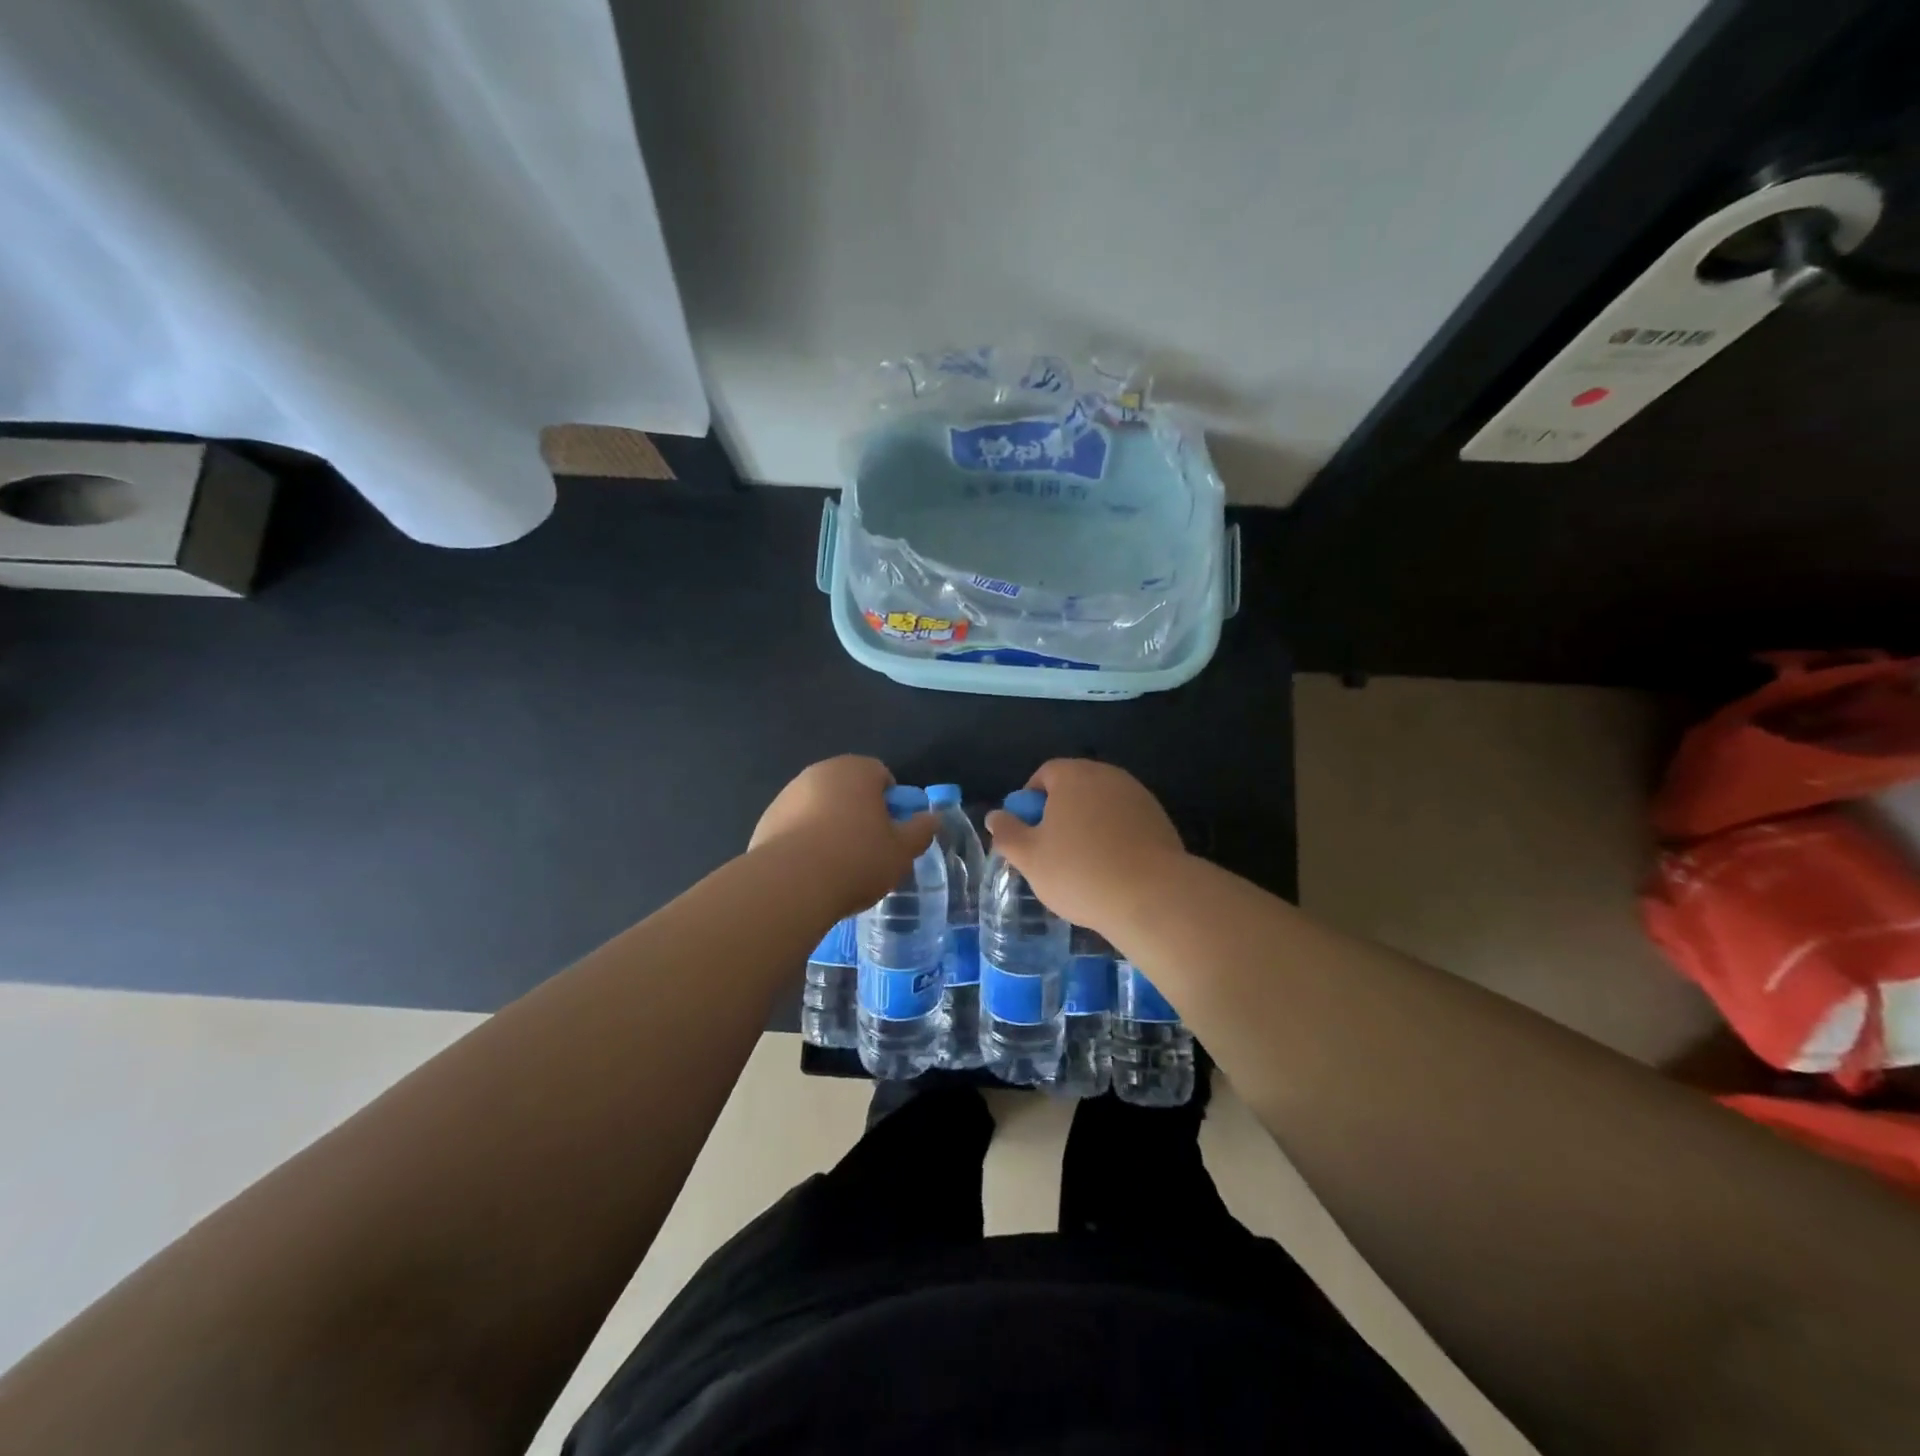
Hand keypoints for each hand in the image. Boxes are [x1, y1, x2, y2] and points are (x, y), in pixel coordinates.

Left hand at [750, 756, 935, 917]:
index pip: (881, 775)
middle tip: (870, 850)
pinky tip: (811, 872)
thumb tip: (932, 819)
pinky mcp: (766, 821)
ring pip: (820, 807)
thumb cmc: (856, 859)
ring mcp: (787, 795)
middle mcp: (819, 773)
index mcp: (855, 770)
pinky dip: (805, 842)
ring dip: (831, 827)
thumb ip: (921, 831)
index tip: (892, 833)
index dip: (892, 803)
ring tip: (838, 866)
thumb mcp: (902, 851)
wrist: (789, 885)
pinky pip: (796, 827)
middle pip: (849, 790)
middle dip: (860, 813)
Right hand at [983, 759, 1185, 934]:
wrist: (1152, 896)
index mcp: (1074, 775)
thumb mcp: (1030, 857)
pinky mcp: (1160, 820)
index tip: (1028, 832)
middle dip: (1060, 813)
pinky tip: (1112, 869)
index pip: (1045, 774)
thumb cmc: (1080, 871)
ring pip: (1102, 806)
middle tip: (1051, 850)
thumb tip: (995, 816)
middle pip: (1075, 787)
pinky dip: (1114, 838)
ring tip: (1083, 864)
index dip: (1030, 801)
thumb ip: (1007, 833)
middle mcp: (1108, 776)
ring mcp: (1138, 796)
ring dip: (1089, 825)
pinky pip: (1126, 822)